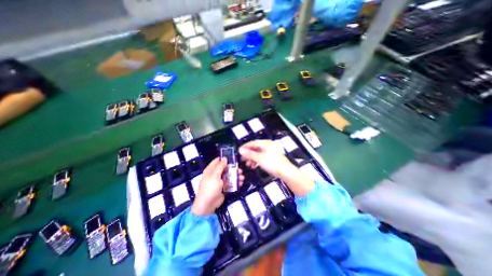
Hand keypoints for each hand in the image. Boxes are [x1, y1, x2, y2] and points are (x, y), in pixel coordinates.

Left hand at [192, 156, 245, 216]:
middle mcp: (215, 174)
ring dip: (236, 176)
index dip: (224, 159)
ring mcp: (220, 181)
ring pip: (229, 176)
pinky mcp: (223, 188)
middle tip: (240, 170)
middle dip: (233, 169)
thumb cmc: (210, 187)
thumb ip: (220, 166)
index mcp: (211, 170)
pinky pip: (230, 183)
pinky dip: (235, 183)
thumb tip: (224, 157)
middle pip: (225, 169)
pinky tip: (240, 183)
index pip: (217, 161)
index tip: (233, 159)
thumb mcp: (215, 175)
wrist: (208, 204)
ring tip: (242, 178)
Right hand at [240, 141, 314, 196]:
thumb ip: (249, 154)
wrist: (285, 171)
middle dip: (248, 154)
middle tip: (242, 160)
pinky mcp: (270, 157)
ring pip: (257, 153)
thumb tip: (240, 150)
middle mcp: (267, 145)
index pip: (252, 143)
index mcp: (265, 143)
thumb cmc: (272, 163)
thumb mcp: (259, 158)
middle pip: (254, 148)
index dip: (245, 147)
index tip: (238, 152)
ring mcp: (269, 151)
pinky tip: (254, 166)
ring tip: (248, 165)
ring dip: (252, 158)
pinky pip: (261, 157)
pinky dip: (256, 161)